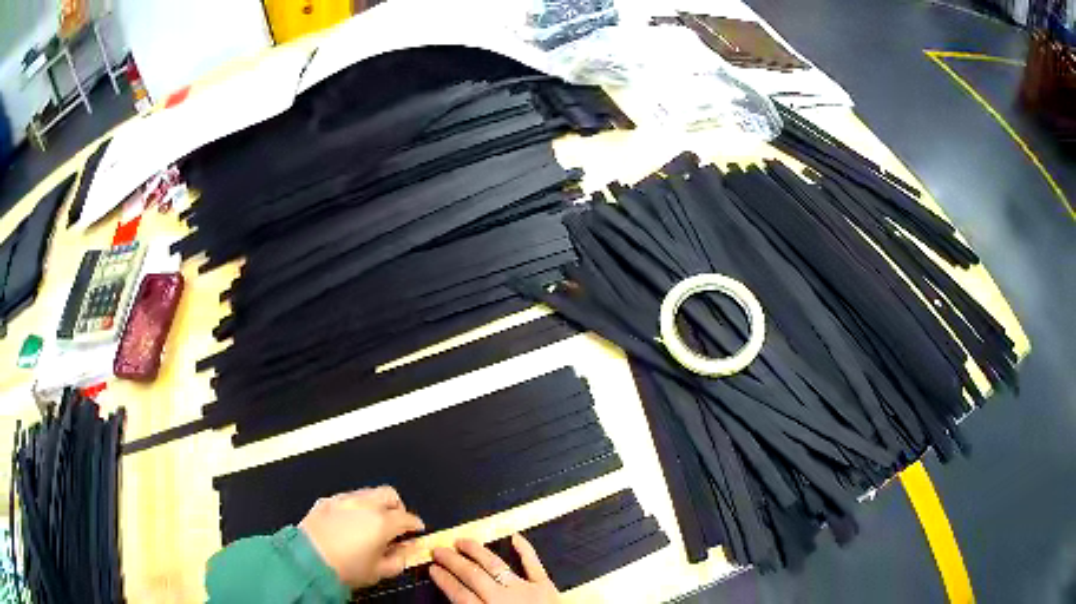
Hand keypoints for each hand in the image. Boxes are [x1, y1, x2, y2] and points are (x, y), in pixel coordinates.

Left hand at [298, 486, 424, 587]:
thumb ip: (399, 559)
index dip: (415, 525)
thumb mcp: (379, 571)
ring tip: (371, 522)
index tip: (416, 532)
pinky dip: (354, 507)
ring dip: (375, 504)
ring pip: (367, 493)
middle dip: (397, 507)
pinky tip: (349, 522)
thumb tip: (407, 549)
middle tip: (396, 523)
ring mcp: (343, 499)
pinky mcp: (326, 501)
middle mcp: (365, 504)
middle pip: (390, 494)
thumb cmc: (347, 569)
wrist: (307, 560)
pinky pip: (346, 498)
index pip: (407, 517)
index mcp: (382, 521)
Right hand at [430, 535, 560, 603]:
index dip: (444, 580)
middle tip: (438, 550)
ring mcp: (525, 589)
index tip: (432, 569)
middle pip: (472, 575)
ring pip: (495, 565)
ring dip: (476, 551)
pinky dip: (525, 549)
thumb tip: (457, 600)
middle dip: (453, 561)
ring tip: (462, 541)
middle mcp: (503, 598)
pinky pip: (534, 565)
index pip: (459, 594)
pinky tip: (515, 537)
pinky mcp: (546, 586)